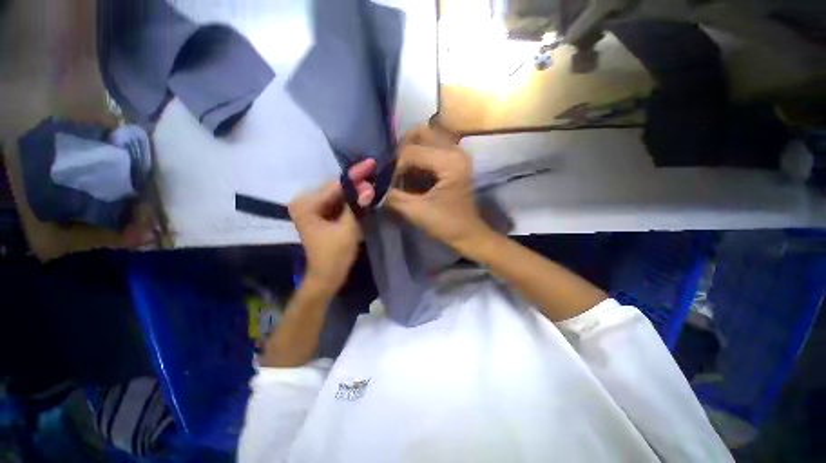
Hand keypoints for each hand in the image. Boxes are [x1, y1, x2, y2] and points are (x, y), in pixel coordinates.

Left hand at [290, 159, 376, 292]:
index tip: (371, 163)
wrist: (327, 276)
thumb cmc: (335, 255)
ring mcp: (313, 209)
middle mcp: (306, 202)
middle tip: (375, 173)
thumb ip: (357, 206)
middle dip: (357, 182)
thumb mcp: (348, 229)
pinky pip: (338, 203)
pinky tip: (364, 194)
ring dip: (355, 190)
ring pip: (338, 195)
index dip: (355, 175)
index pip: (335, 185)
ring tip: (373, 181)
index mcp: (306, 205)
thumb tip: (369, 188)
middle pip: (336, 188)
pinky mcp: (321, 215)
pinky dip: (351, 200)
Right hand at [386, 126, 492, 253]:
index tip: (389, 184)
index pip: (411, 151)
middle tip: (394, 168)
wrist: (467, 233)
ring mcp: (457, 153)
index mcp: (450, 162)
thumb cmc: (445, 224)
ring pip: (426, 137)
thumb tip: (375, 186)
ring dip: (410, 151)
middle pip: (421, 133)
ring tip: (402, 171)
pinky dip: (418, 157)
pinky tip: (412, 173)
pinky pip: (432, 147)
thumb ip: (393, 196)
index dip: (395, 167)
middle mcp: (456, 150)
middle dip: (401, 150)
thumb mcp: (416, 212)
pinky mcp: (455, 160)